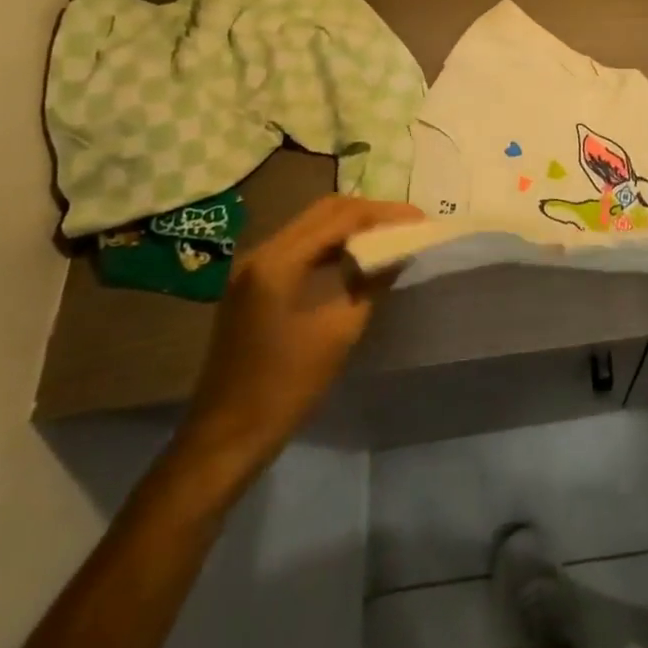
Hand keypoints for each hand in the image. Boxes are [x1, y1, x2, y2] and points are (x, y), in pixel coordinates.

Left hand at [174, 194, 420, 474]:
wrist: (227, 435)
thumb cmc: (287, 385)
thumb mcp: (340, 331)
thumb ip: (371, 282)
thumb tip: (399, 251)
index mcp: (279, 261)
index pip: (341, 217)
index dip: (384, 214)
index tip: (419, 220)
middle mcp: (262, 252)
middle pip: (324, 211)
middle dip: (369, 213)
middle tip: (406, 224)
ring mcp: (253, 268)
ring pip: (312, 226)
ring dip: (351, 226)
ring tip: (389, 236)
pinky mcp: (253, 284)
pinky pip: (300, 246)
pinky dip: (332, 244)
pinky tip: (357, 258)